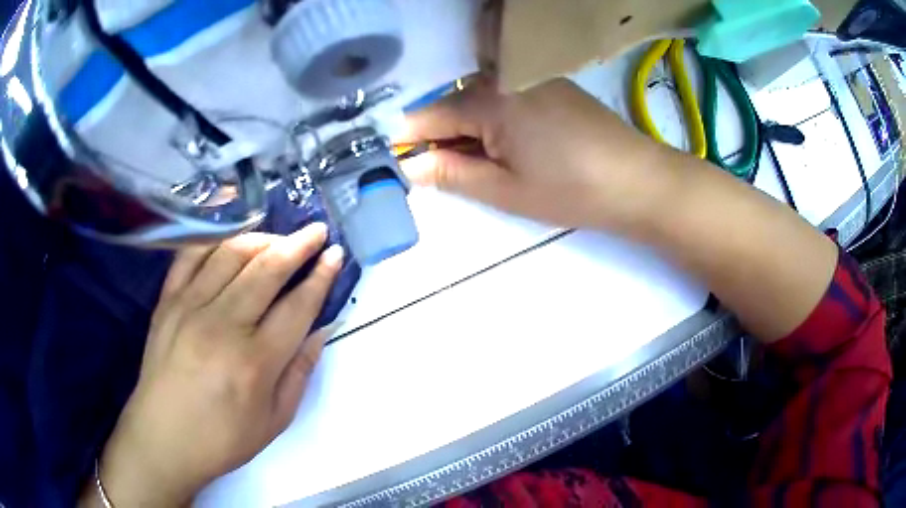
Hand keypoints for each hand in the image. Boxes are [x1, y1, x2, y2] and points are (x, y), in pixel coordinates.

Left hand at [84, 225, 343, 506]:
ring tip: (278, 239)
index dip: (321, 276)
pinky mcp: (167, 301)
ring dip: (261, 238)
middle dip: (297, 245)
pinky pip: (191, 256)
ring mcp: (190, 307)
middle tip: (316, 232)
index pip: (297, 306)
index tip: (335, 254)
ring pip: (231, 254)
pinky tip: (231, 241)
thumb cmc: (223, 438)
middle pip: (267, 269)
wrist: (164, 438)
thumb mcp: (275, 420)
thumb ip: (300, 372)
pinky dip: (215, 241)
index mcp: (255, 361)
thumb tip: (320, 330)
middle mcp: (223, 325)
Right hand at [399, 78, 677, 233]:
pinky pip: (506, 96)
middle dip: (443, 138)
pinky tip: (516, 144)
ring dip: (471, 130)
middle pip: (452, 104)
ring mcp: (530, 76)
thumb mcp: (503, 189)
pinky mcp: (551, 83)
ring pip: (480, 100)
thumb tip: (407, 165)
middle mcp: (504, 76)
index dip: (409, 143)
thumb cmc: (569, 189)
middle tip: (454, 175)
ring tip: (490, 164)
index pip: (426, 117)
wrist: (637, 180)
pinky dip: (497, 119)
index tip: (403, 167)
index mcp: (486, 99)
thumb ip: (449, 173)